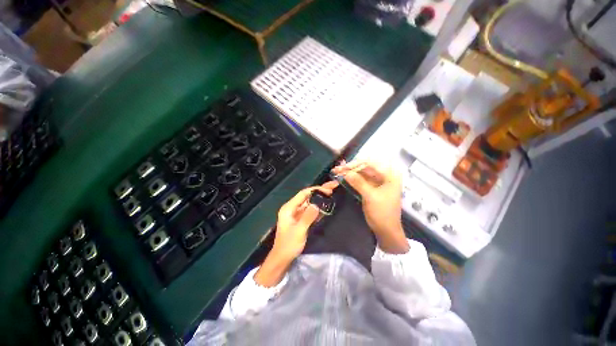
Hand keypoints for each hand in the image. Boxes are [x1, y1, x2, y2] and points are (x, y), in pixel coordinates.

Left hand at [270, 181, 338, 260]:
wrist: (282, 258)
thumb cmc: (288, 245)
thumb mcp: (299, 231)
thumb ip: (307, 217)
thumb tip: (317, 204)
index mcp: (289, 208)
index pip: (303, 194)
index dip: (316, 190)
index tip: (328, 189)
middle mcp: (293, 208)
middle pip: (308, 196)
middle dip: (320, 191)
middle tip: (334, 186)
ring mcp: (297, 213)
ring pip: (310, 202)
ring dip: (321, 198)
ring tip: (333, 192)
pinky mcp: (301, 219)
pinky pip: (311, 210)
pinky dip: (319, 207)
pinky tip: (327, 204)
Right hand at [332, 160, 408, 253]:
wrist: (386, 230)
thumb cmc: (382, 213)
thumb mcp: (370, 196)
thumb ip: (358, 182)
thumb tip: (346, 172)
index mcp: (390, 175)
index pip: (371, 164)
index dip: (356, 164)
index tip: (344, 168)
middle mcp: (384, 176)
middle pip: (366, 168)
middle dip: (351, 168)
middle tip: (338, 169)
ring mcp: (378, 182)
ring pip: (362, 174)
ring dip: (350, 173)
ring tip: (338, 172)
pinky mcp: (372, 188)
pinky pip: (361, 180)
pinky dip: (353, 179)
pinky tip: (344, 177)